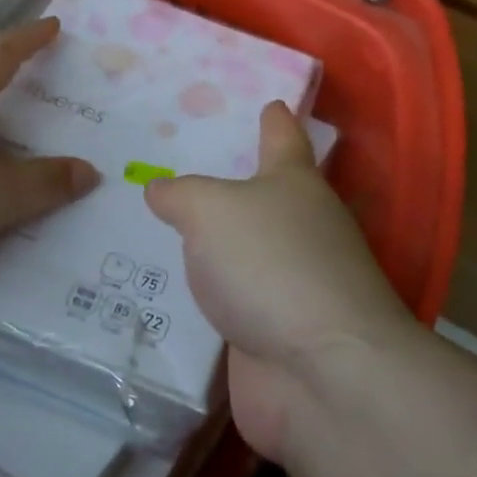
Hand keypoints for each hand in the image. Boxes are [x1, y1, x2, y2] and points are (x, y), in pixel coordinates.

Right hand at [145, 103, 413, 461]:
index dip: (274, 119)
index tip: (269, 102)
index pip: (284, 138)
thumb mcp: (211, 209)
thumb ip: (180, 195)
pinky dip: (203, 301)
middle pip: (264, 199)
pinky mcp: (275, 335)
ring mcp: (291, 286)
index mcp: (294, 184)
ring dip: (212, 249)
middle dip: (229, 188)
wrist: (320, 373)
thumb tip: (160, 189)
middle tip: (174, 173)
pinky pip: (229, 307)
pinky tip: (162, 296)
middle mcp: (301, 230)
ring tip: (156, 235)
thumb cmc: (270, 263)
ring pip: (243, 255)